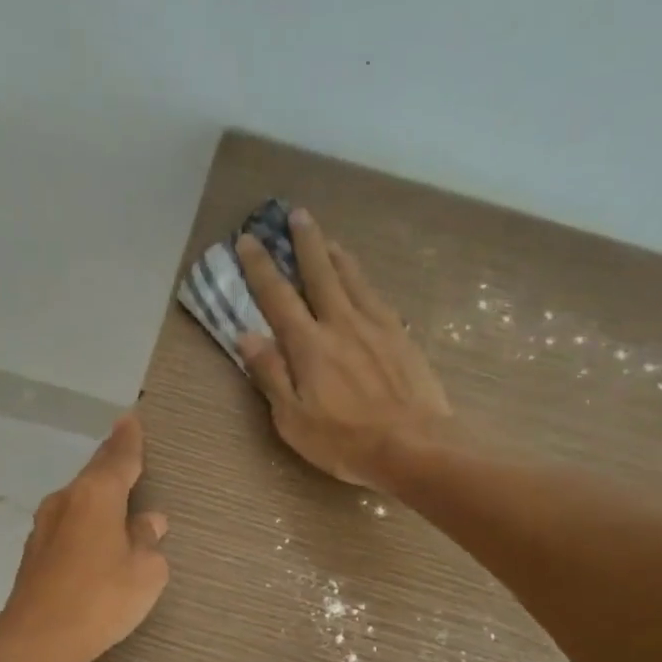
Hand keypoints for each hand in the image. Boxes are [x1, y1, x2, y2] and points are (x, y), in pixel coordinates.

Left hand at [0, 413, 169, 661]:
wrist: (37, 639)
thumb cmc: (100, 598)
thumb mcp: (145, 571)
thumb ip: (148, 540)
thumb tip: (149, 522)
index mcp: (96, 495)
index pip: (118, 457)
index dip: (128, 440)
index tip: (131, 419)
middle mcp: (66, 500)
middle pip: (94, 474)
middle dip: (112, 464)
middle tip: (129, 453)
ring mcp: (45, 526)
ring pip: (79, 500)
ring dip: (98, 498)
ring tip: (119, 501)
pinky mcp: (35, 553)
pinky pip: (69, 525)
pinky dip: (85, 524)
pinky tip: (96, 539)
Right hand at [236, 208, 452, 488]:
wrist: (415, 446)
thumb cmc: (345, 441)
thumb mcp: (293, 419)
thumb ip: (270, 374)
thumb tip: (246, 335)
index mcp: (309, 345)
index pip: (277, 297)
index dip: (260, 268)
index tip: (249, 240)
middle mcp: (341, 324)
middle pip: (320, 274)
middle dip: (305, 243)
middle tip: (297, 214)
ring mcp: (376, 327)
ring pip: (353, 279)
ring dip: (337, 255)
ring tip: (329, 238)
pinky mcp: (402, 337)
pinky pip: (378, 298)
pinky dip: (363, 281)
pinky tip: (363, 281)